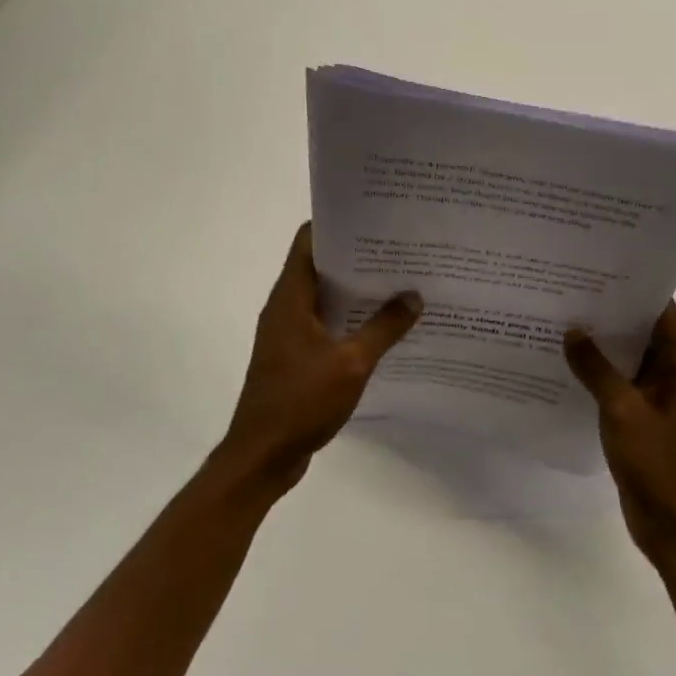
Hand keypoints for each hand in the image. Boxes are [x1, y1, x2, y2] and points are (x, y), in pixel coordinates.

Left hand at [215, 223, 422, 494]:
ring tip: (399, 280)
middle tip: (399, 248)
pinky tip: (383, 325)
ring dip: (356, 289)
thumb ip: (384, 328)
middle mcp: (286, 306)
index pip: (309, 240)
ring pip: (325, 296)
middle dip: (357, 255)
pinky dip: (350, 318)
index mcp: (291, 296)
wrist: (261, 458)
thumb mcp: (351, 363)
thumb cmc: (300, 401)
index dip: (339, 224)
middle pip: (320, 265)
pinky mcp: (295, 356)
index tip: (374, 218)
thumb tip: (414, 296)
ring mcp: (289, 332)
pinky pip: (326, 323)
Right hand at [565, 302, 675, 563]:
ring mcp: (655, 398)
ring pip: (626, 358)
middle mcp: (671, 375)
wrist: (674, 528)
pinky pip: (617, 384)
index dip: (636, 287)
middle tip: (571, 288)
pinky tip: (565, 363)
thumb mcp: (623, 410)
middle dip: (611, 311)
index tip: (601, 267)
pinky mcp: (639, 419)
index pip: (661, 311)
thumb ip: (596, 369)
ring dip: (601, 343)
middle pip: (641, 331)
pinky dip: (597, 372)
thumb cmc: (658, 463)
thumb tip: (572, 331)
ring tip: (562, 317)